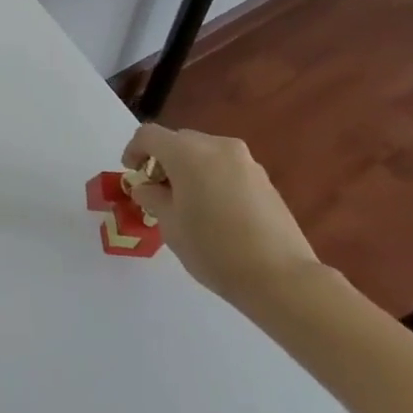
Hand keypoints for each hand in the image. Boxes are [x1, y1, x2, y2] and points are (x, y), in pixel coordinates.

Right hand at [122, 123, 321, 312]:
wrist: (281, 277)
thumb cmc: (214, 249)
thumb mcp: (170, 225)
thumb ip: (152, 198)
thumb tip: (147, 187)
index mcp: (187, 153)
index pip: (149, 135)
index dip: (134, 150)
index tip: (132, 174)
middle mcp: (217, 146)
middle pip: (179, 141)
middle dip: (163, 161)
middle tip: (158, 192)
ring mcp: (245, 161)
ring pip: (205, 154)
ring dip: (189, 169)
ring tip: (188, 204)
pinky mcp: (264, 179)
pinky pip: (227, 168)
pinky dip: (213, 179)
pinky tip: (216, 212)